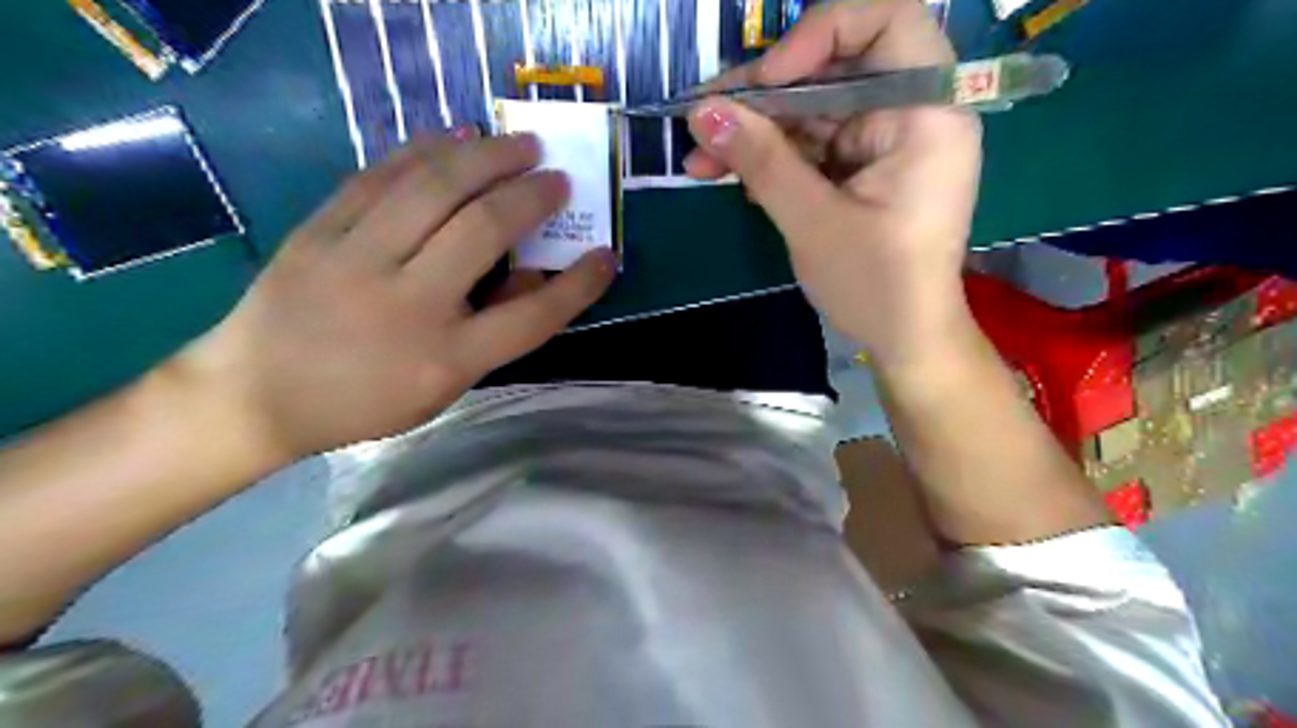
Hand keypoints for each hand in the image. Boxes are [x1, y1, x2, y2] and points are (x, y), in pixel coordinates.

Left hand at [172, 131, 614, 463]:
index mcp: (445, 359)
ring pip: (433, 189)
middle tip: (558, 177)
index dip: (578, 285)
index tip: (606, 255)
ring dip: (486, 157)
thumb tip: (538, 277)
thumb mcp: (443, 389)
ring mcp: (357, 262)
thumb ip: (494, 335)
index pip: (533, 316)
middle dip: (532, 197)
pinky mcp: (319, 232)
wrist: (254, 395)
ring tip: (519, 143)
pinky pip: (379, 177)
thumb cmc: (364, 401)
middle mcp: (408, 305)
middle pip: (484, 232)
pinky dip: (424, 151)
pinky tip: (454, 137)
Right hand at [683, 1, 979, 366]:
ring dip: (754, 132)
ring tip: (699, 158)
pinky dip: (770, 158)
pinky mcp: (860, 168)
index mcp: (927, 113)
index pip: (885, 21)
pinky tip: (728, 174)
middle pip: (832, 70)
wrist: (903, 339)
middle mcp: (910, 113)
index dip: (819, 35)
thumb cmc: (875, 285)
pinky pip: (810, 145)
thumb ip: (761, 161)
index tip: (767, 81)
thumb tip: (702, 112)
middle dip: (762, 96)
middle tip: (703, 118)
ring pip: (811, 110)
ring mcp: (883, 142)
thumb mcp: (813, 221)